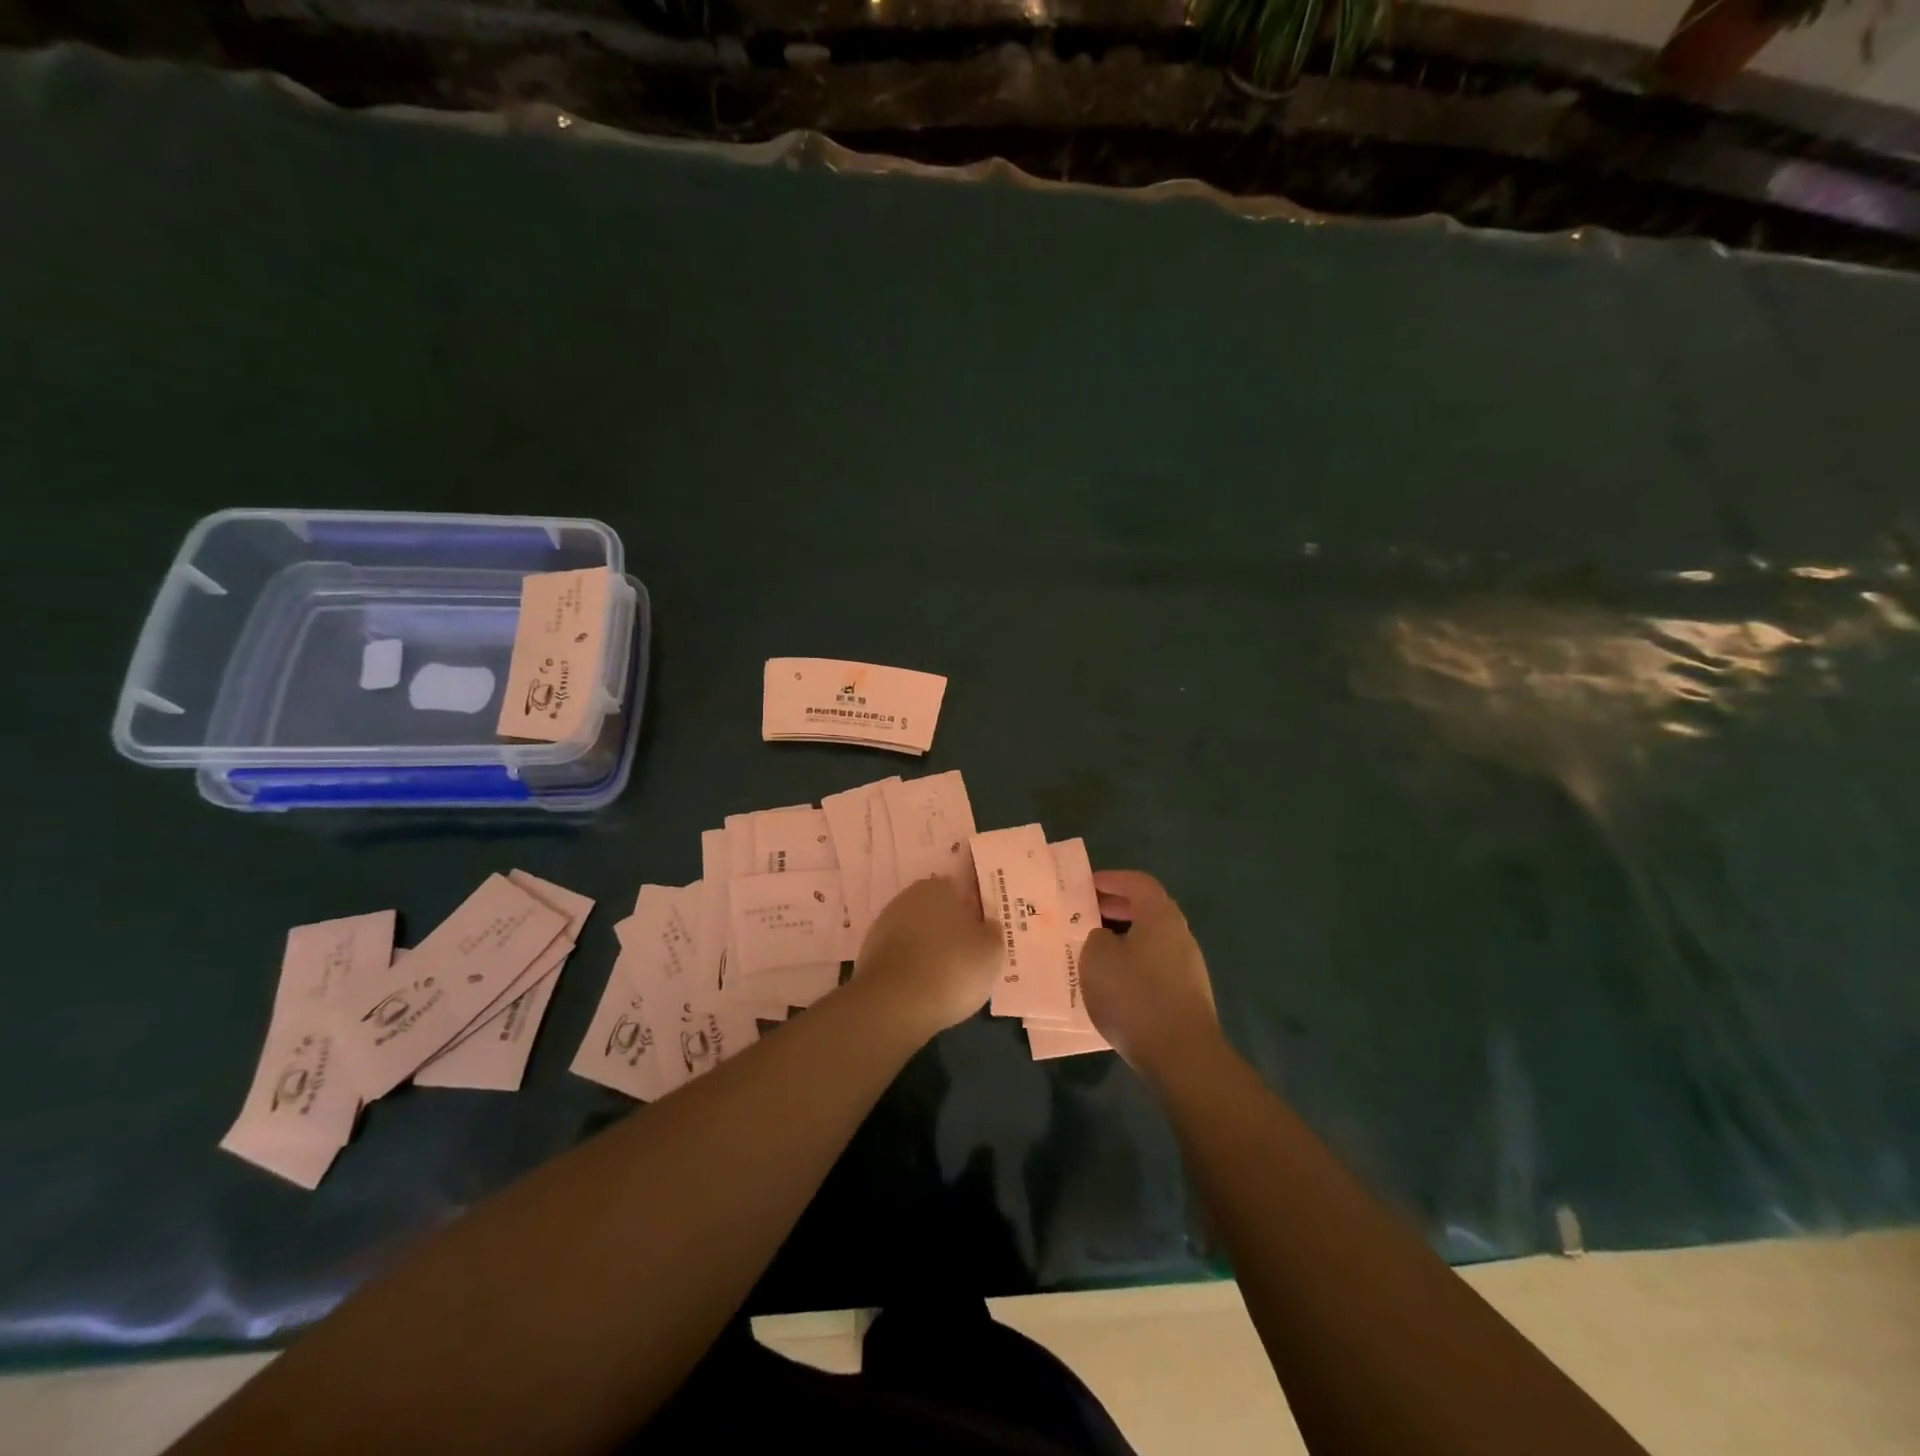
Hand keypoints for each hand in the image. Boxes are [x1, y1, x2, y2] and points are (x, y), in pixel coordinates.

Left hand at [853, 876, 999, 1039]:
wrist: (893, 1005)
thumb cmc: (952, 968)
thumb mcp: (991, 951)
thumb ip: (993, 931)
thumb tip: (987, 924)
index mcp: (938, 887)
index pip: (961, 891)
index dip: (975, 912)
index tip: (985, 935)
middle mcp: (908, 898)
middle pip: (938, 911)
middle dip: (951, 929)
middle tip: (970, 956)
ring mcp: (884, 925)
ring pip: (918, 933)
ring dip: (931, 948)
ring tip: (949, 978)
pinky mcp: (870, 953)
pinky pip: (902, 955)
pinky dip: (913, 966)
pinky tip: (925, 987)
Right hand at [1081, 870, 1220, 1076]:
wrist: (1181, 1055)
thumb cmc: (1135, 995)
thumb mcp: (1096, 957)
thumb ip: (1095, 937)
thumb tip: (1105, 939)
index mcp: (1161, 916)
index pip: (1138, 882)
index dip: (1112, 879)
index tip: (1086, 885)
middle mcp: (1180, 935)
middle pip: (1147, 910)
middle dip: (1116, 908)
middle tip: (1086, 913)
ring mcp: (1188, 968)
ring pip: (1150, 940)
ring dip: (1123, 939)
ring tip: (1093, 950)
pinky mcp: (1187, 996)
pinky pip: (1154, 967)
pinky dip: (1133, 964)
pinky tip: (1112, 983)